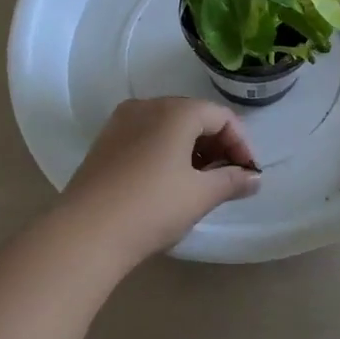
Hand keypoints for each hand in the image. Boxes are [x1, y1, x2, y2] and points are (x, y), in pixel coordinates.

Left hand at [58, 97, 260, 264]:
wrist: (85, 232)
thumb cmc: (152, 207)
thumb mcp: (200, 195)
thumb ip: (232, 181)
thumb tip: (254, 179)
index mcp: (176, 111)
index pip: (221, 117)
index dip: (241, 144)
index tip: (248, 174)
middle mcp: (148, 106)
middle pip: (194, 116)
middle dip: (217, 145)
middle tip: (228, 178)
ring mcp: (121, 122)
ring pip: (168, 126)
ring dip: (192, 149)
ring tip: (201, 183)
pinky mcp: (105, 142)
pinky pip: (146, 136)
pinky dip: (166, 152)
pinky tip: (169, 182)